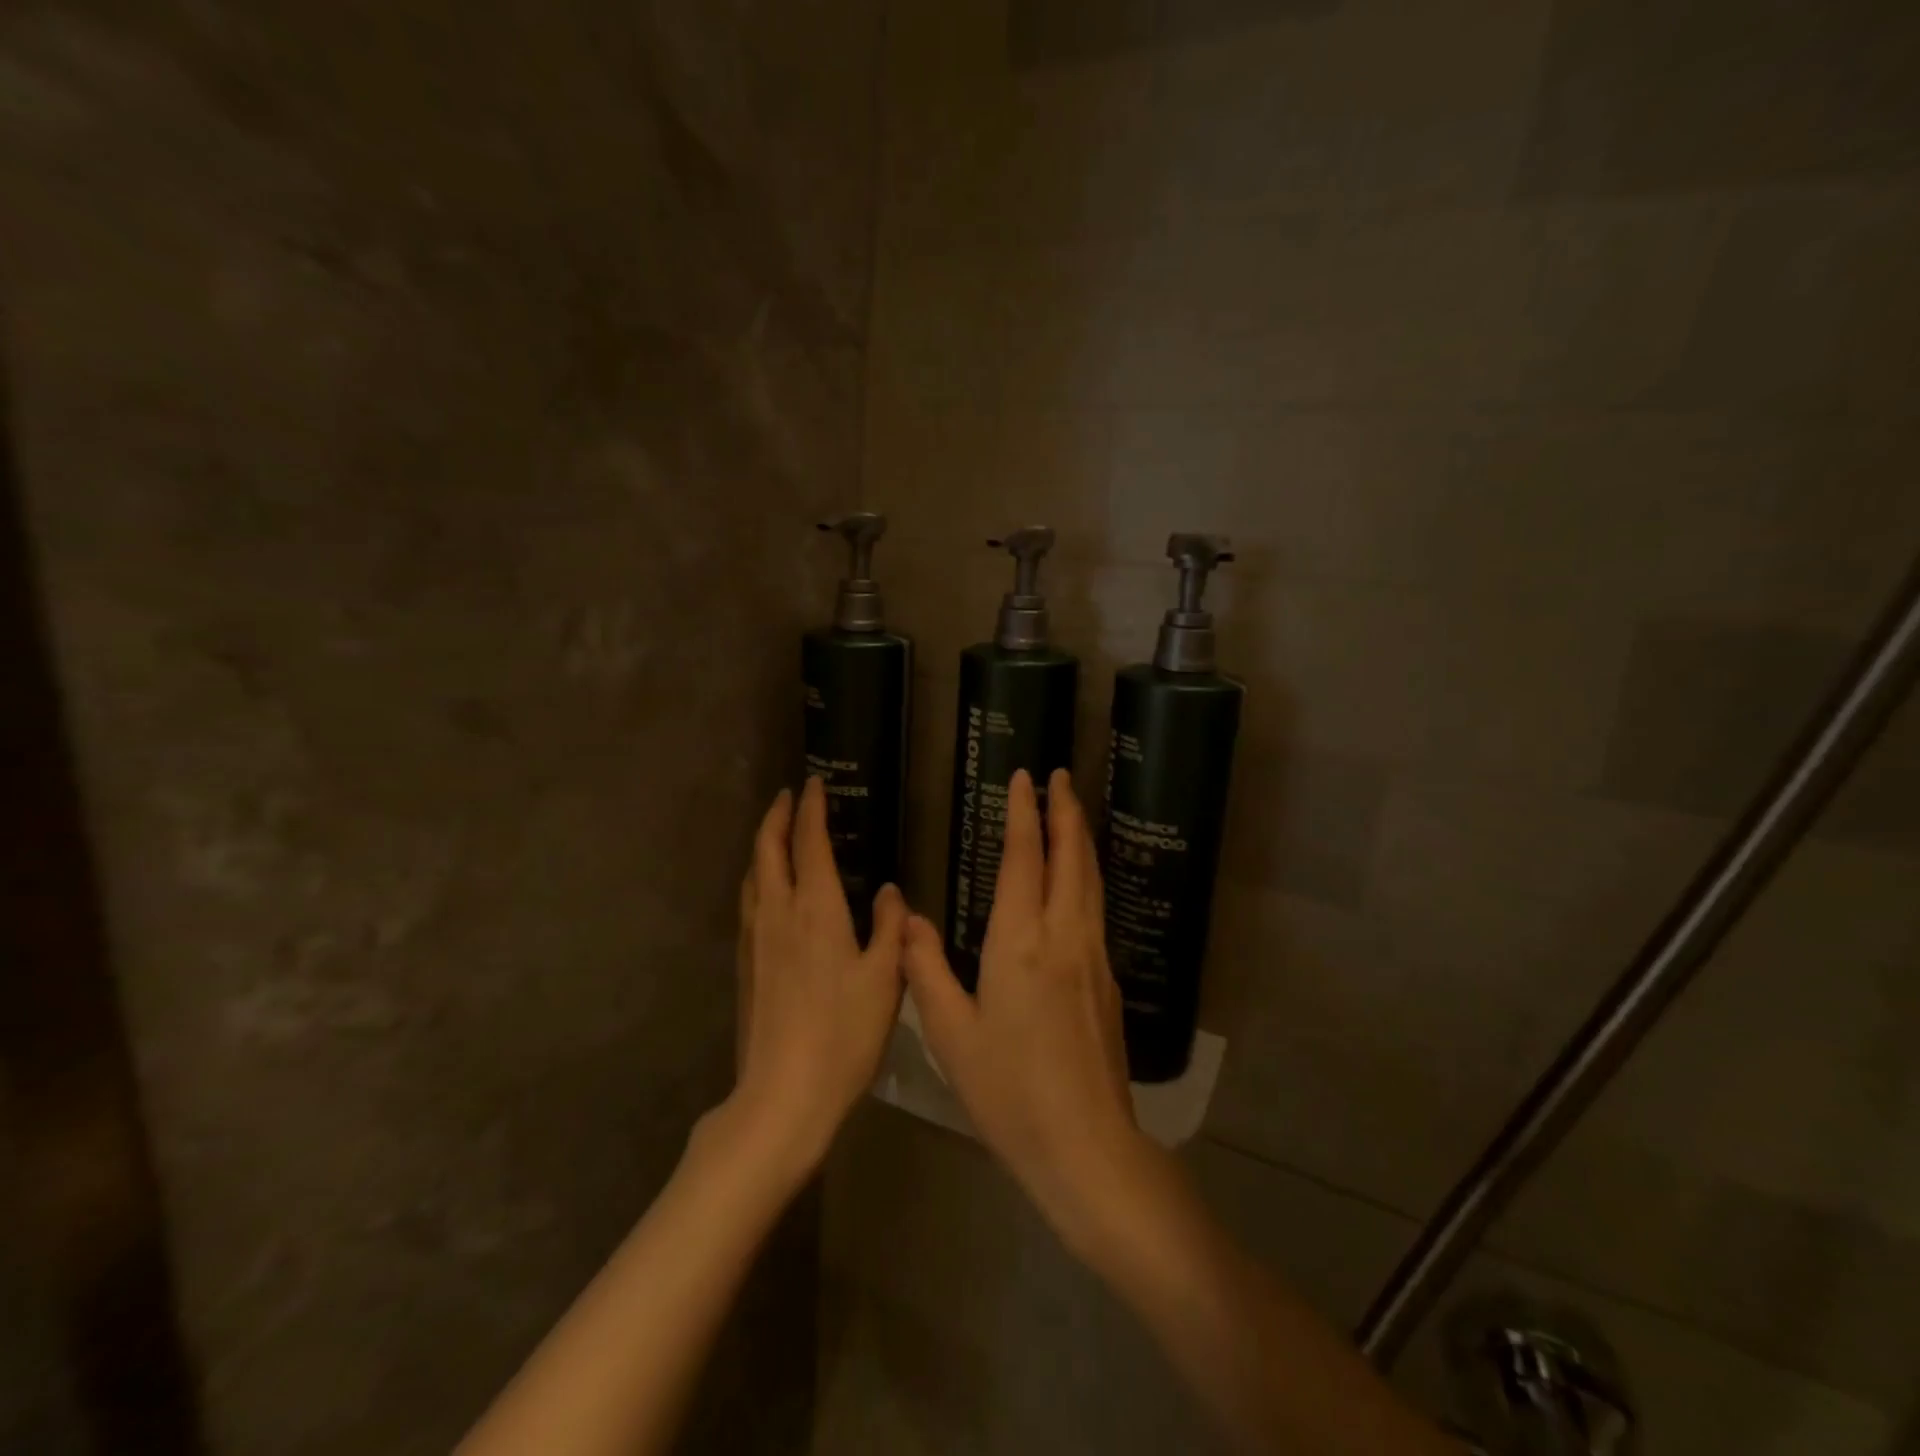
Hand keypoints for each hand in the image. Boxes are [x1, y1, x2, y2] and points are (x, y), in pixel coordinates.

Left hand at [731, 777, 906, 1171]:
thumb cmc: (844, 1034)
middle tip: (791, 796)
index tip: (815, 783)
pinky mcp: (745, 965)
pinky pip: (748, 901)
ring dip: (764, 845)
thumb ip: (890, 927)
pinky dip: (759, 877)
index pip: (809, 842)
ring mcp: (754, 939)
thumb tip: (891, 891)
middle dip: (778, 816)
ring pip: (753, 875)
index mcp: (815, 910)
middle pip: (768, 850)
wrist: (783, 1094)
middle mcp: (777, 913)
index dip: (812, 809)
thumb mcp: (884, 978)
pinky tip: (769, 891)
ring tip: (778, 833)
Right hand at [903, 769, 1147, 1250]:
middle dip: (1065, 811)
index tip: (1025, 778)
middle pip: (1071, 858)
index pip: (1025, 859)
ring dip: (1080, 839)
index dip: (1024, 814)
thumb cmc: (1009, 1092)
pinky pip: (1096, 908)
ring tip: (1072, 812)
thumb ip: (926, 970)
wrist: (1087, 1147)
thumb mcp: (951, 1034)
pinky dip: (1086, 875)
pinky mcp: (1109, 981)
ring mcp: (1094, 957)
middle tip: (1059, 776)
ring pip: (1091, 880)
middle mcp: (1065, 937)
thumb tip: (908, 919)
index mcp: (1021, 943)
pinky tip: (1079, 881)